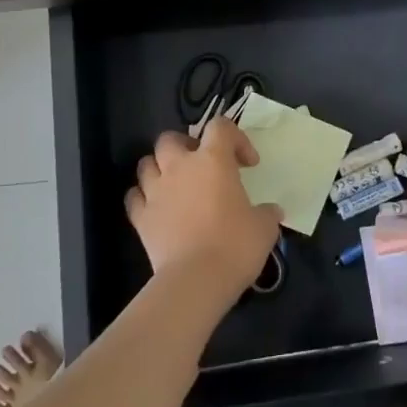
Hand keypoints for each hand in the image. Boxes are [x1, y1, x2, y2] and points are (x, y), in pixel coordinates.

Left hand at [125, 119, 281, 302]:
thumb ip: (267, 213)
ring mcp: (155, 191)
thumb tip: (272, 212)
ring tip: (175, 184)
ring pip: (146, 163)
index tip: (247, 163)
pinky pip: (134, 197)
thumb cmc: (235, 245)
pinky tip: (155, 208)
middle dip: (184, 146)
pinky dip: (143, 198)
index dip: (236, 138)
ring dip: (159, 169)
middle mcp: (180, 167)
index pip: (220, 127)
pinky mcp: (140, 218)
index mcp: (213, 160)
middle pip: (170, 138)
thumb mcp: (264, 228)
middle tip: (201, 166)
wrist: (196, 280)